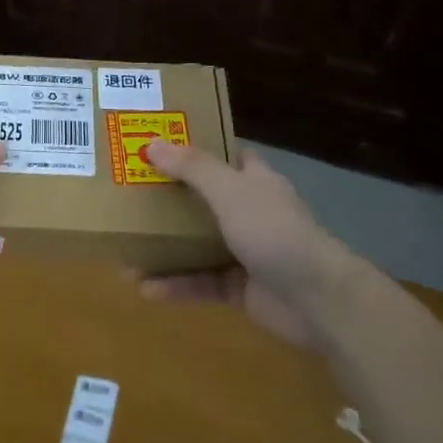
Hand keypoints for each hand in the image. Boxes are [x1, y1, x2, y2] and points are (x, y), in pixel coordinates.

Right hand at [138, 142, 370, 347]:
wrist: (317, 300)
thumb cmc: (274, 231)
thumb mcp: (230, 191)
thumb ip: (192, 168)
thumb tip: (151, 143)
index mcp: (254, 181)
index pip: (226, 155)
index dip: (196, 147)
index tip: (159, 145)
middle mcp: (249, 212)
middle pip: (204, 199)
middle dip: (169, 199)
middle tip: (128, 195)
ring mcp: (245, 251)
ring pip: (197, 244)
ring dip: (165, 247)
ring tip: (125, 249)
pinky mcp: (239, 288)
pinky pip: (200, 282)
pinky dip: (175, 285)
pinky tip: (144, 288)